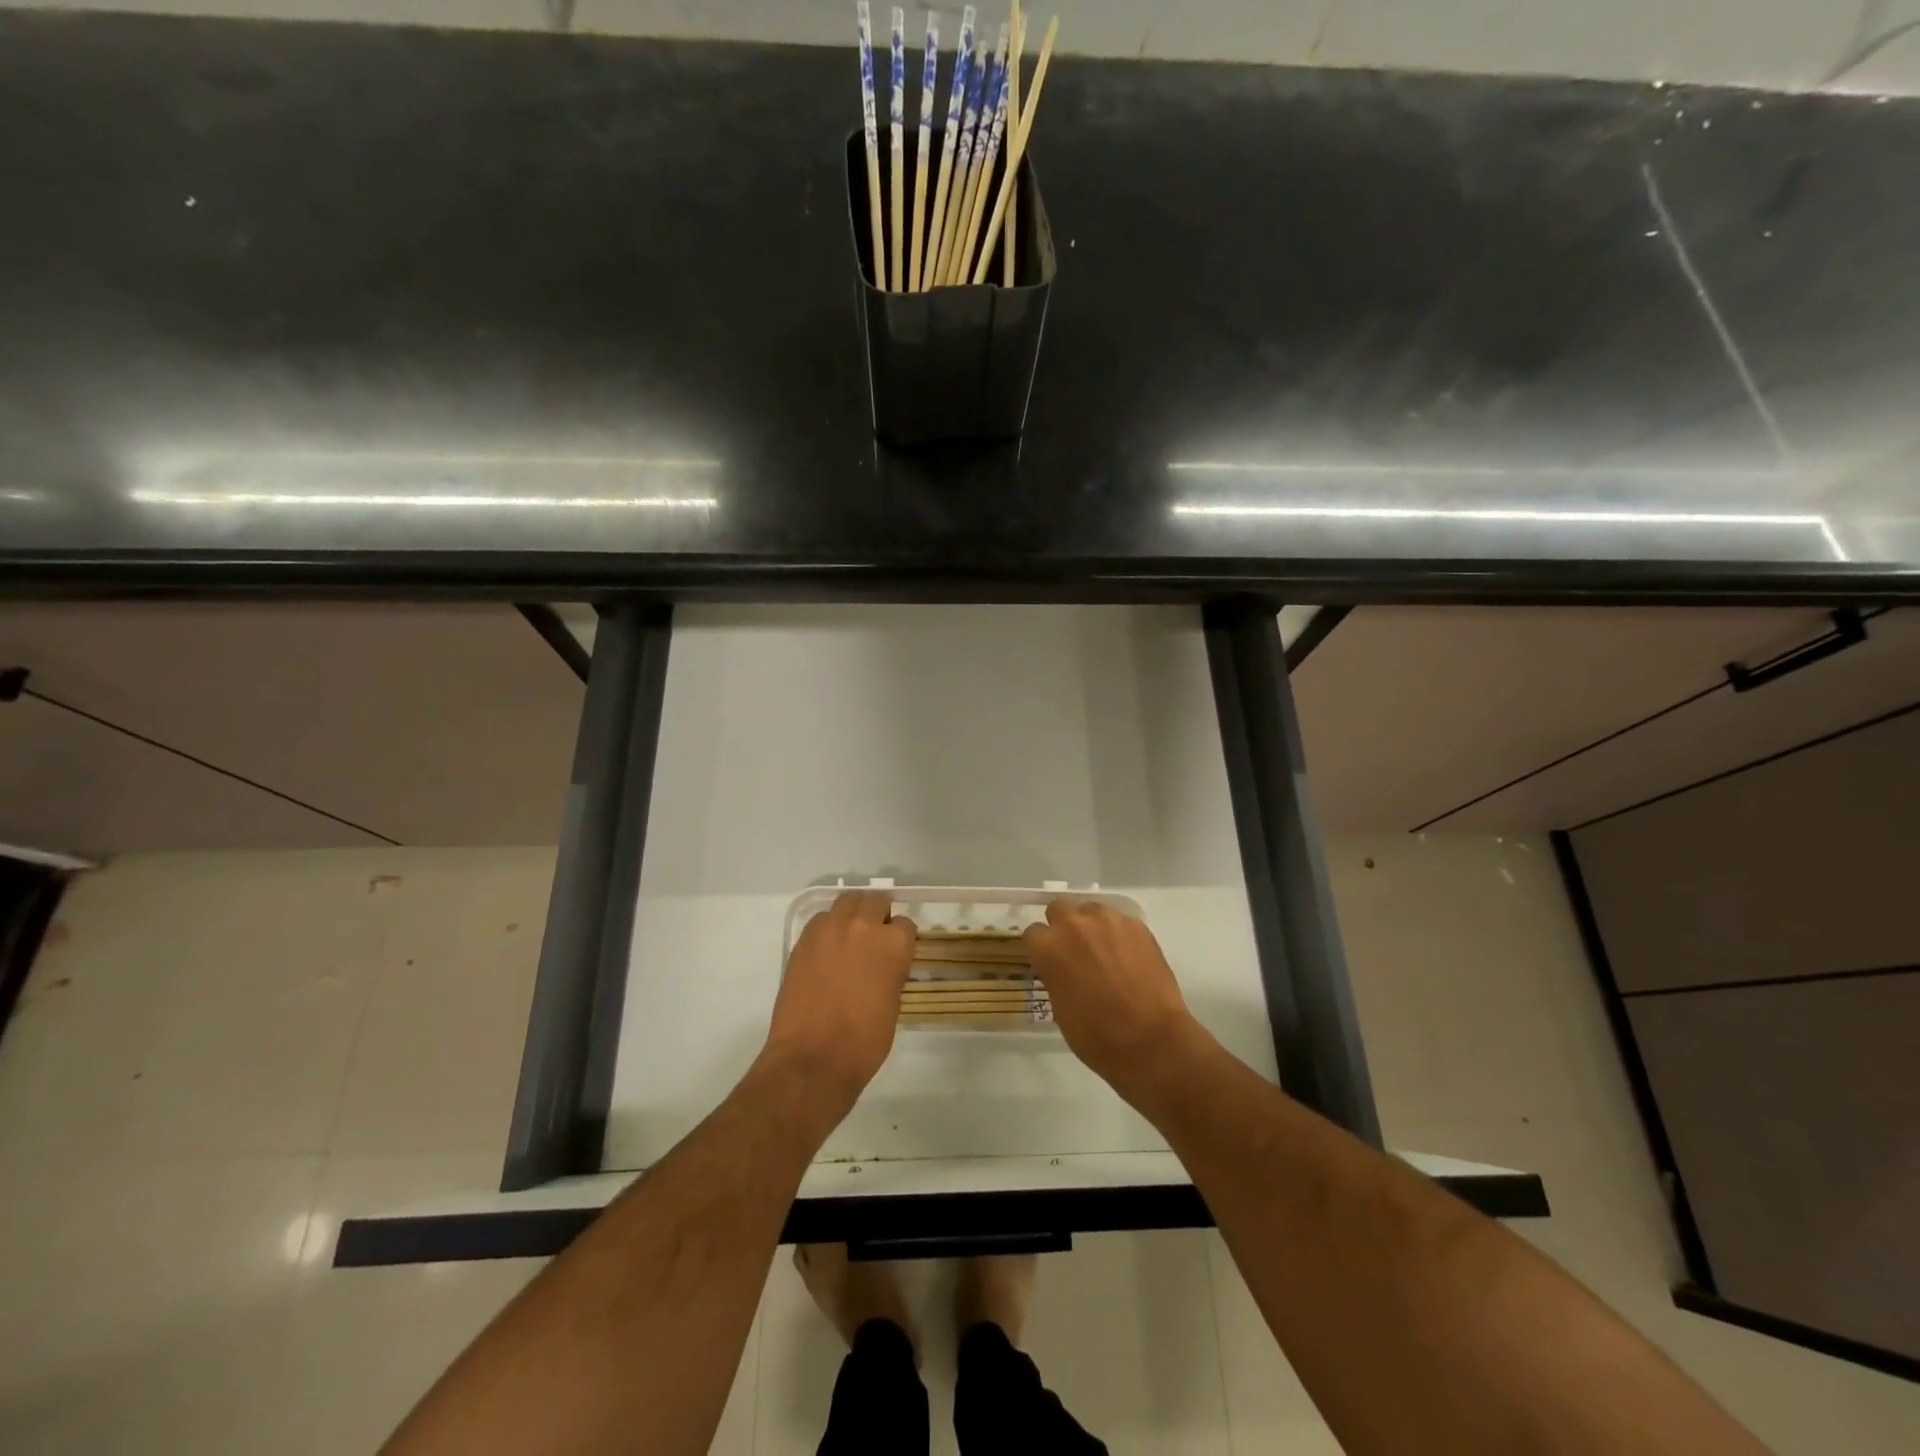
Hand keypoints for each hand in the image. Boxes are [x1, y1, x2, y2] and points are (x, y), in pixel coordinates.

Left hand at [763, 892, 916, 1109]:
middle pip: (874, 901)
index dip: (901, 939)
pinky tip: (826, 951)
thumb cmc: (864, 1041)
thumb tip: (884, 966)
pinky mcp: (803, 941)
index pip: (905, 925)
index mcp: (893, 944)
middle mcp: (863, 927)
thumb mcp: (893, 1004)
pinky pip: (820, 921)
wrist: (813, 1058)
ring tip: (849, 937)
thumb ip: (891, 973)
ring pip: (845, 903)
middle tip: (874, 937)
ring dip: (851, 915)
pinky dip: (826, 929)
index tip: (896, 953)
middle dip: (878, 914)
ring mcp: (829, 930)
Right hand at [1024, 900, 1207, 1103]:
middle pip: (1059, 908)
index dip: (1041, 948)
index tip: (1049, 961)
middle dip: (1062, 925)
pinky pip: (1120, 921)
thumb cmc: (1097, 1036)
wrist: (1151, 1040)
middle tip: (1074, 950)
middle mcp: (1074, 925)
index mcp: (1049, 947)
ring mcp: (1109, 921)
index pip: (1033, 933)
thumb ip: (1055, 976)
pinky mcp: (1137, 926)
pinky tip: (1129, 957)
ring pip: (1092, 910)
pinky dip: (1119, 934)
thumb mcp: (1060, 1009)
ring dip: (1092, 925)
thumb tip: (1062, 969)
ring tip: (1105, 951)